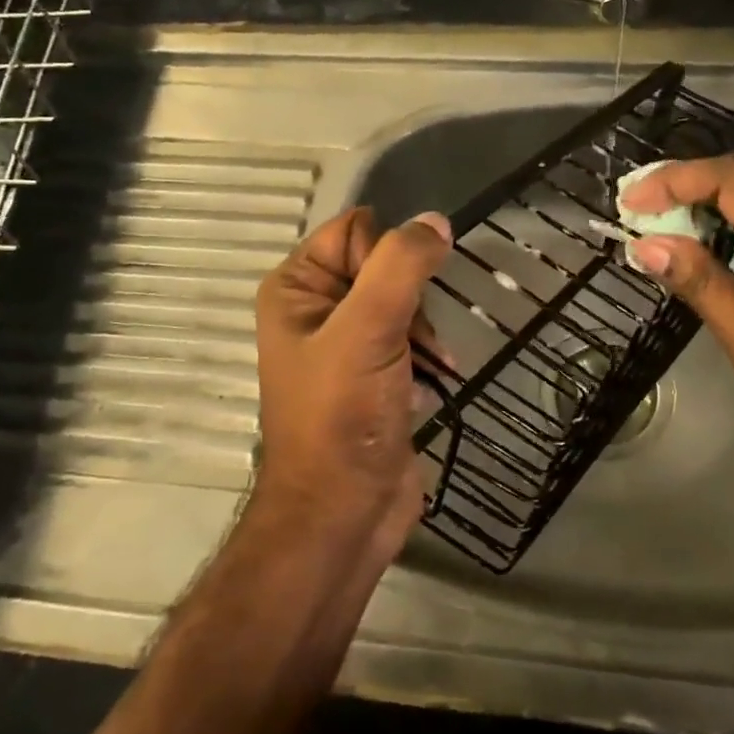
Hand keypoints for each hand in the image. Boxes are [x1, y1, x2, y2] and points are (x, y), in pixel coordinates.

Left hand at [253, 206, 452, 552]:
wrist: (344, 512)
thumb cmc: (343, 415)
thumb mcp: (368, 330)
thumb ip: (401, 267)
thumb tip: (435, 221)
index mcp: (297, 288)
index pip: (354, 230)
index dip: (388, 254)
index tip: (403, 296)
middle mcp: (317, 310)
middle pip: (384, 266)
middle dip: (413, 299)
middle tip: (415, 338)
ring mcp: (347, 346)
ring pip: (405, 305)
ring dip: (426, 332)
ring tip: (435, 365)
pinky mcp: (374, 377)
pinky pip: (411, 342)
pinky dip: (428, 357)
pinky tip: (436, 382)